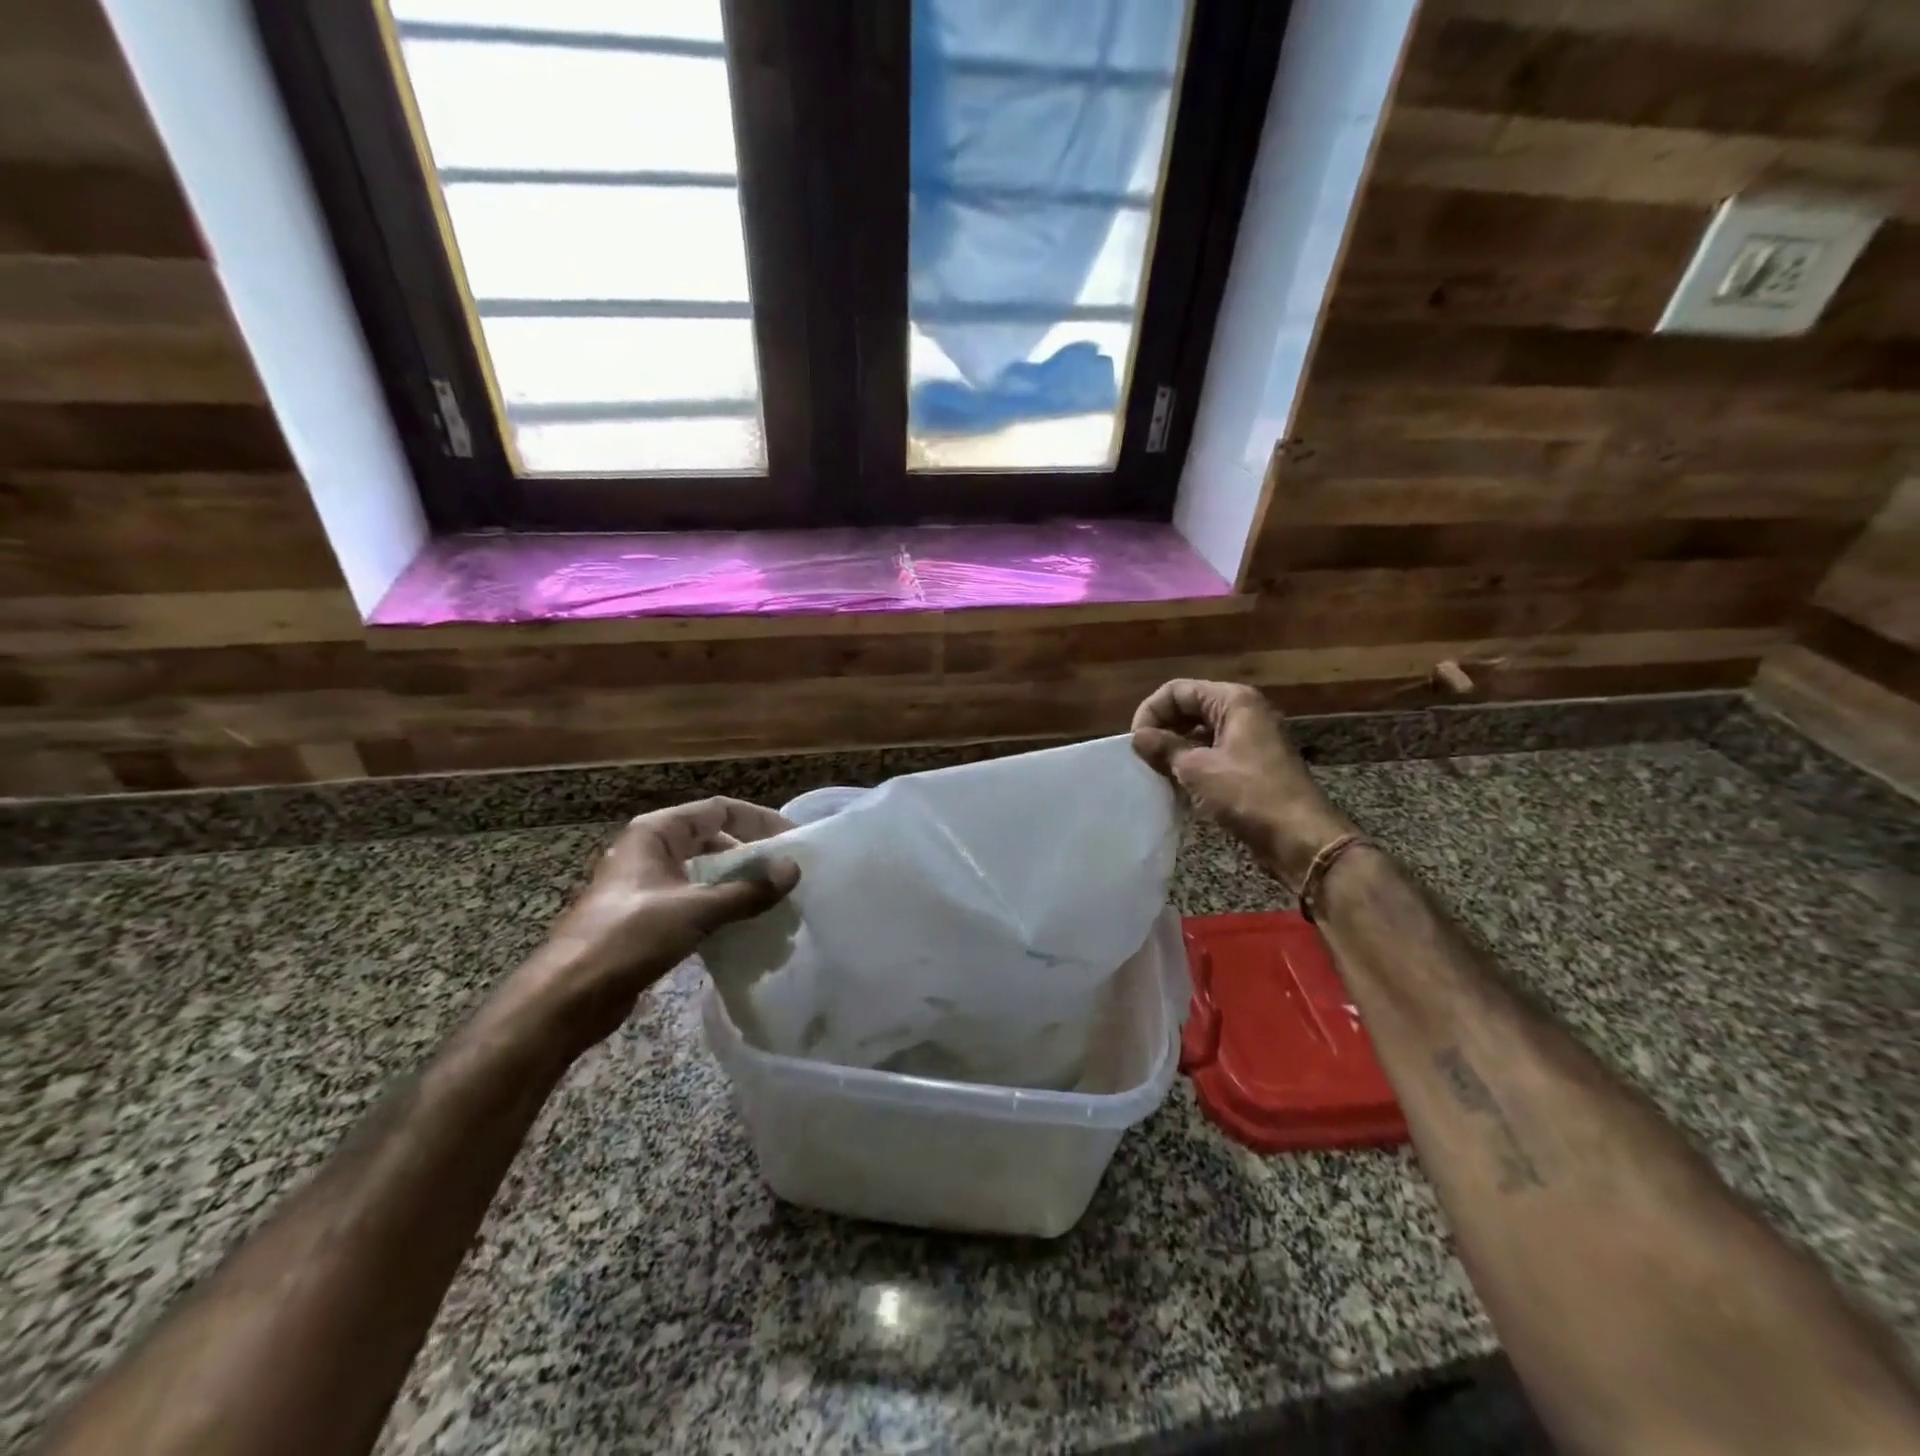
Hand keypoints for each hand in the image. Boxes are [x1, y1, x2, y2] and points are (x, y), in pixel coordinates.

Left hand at [491, 798, 799, 1059]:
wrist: (567, 997)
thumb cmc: (628, 937)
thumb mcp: (694, 909)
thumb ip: (747, 890)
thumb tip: (793, 870)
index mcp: (656, 833)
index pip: (718, 809)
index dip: (759, 819)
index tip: (793, 838)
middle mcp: (650, 851)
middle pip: (712, 838)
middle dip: (750, 852)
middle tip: (785, 872)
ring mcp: (646, 885)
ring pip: (703, 872)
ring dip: (736, 882)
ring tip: (772, 899)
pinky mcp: (645, 918)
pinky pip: (693, 900)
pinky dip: (719, 907)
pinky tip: (743, 926)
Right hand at [1131, 679, 1355, 884]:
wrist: (1299, 838)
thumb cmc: (1247, 794)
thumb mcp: (1197, 769)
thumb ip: (1164, 748)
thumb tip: (1138, 737)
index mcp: (1233, 701)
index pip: (1178, 691)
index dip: (1151, 712)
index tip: (1136, 742)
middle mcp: (1244, 713)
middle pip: (1190, 708)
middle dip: (1163, 730)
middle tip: (1142, 758)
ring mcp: (1250, 740)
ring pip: (1200, 734)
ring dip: (1175, 751)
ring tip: (1156, 773)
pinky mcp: (1251, 767)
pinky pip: (1212, 756)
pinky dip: (1192, 767)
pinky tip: (1178, 787)